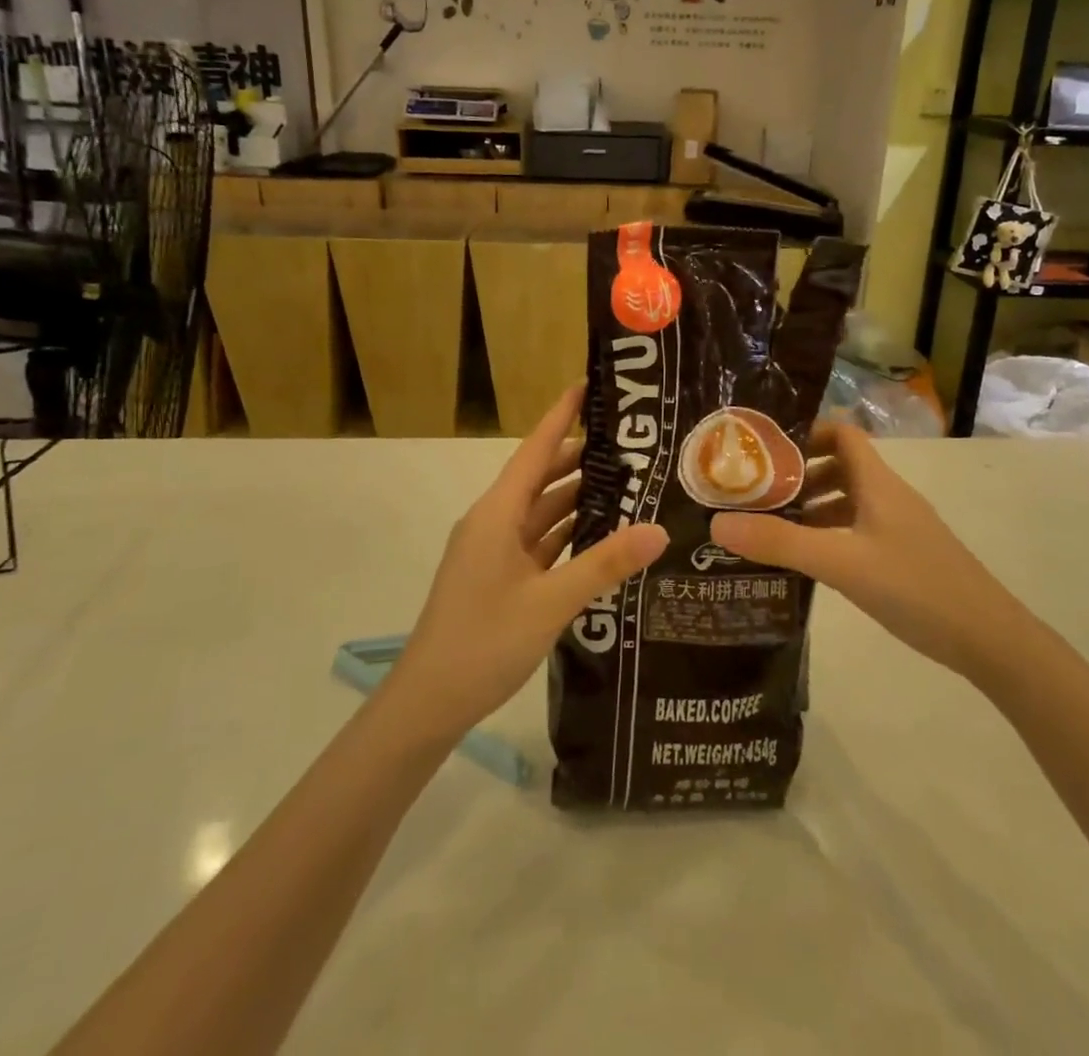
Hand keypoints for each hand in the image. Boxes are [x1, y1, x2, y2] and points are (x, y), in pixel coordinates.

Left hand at [385, 386, 667, 744]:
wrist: (428, 703)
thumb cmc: (483, 642)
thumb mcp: (550, 602)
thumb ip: (604, 564)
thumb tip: (660, 529)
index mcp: (496, 513)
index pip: (535, 450)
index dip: (561, 416)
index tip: (589, 386)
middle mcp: (494, 523)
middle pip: (541, 477)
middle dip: (581, 457)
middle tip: (632, 444)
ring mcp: (495, 552)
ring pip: (542, 512)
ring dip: (578, 497)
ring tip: (628, 482)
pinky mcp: (500, 578)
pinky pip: (539, 542)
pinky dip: (568, 534)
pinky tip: (601, 535)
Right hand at [711, 422, 1030, 683]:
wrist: (989, 639)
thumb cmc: (915, 587)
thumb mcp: (840, 563)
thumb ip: (780, 543)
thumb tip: (717, 522)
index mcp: (877, 482)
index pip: (841, 433)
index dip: (805, 433)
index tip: (763, 452)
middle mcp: (889, 495)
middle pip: (840, 465)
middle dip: (798, 474)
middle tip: (756, 493)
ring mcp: (899, 526)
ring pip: (849, 500)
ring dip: (813, 506)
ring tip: (772, 527)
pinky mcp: (904, 554)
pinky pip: (858, 528)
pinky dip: (830, 533)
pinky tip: (808, 560)